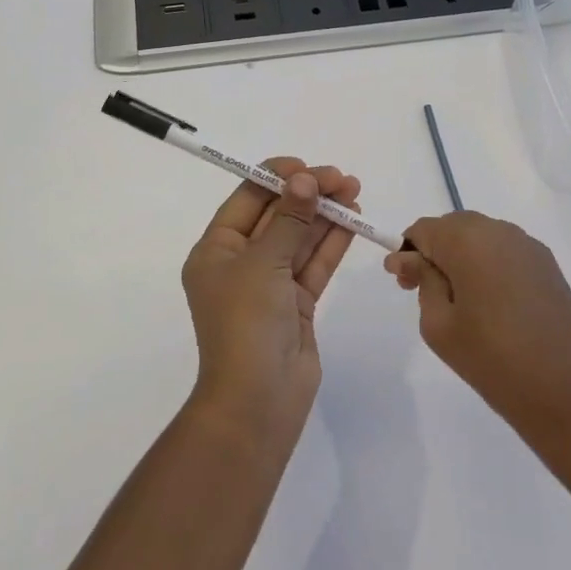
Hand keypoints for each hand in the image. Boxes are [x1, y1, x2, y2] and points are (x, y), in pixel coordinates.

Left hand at [181, 159, 361, 445]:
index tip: (307, 166)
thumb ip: (289, 219)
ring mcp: (270, 285)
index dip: (276, 178)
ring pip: (300, 238)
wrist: (257, 403)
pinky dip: (332, 242)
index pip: (247, 199)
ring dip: (325, 215)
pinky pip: (314, 264)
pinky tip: (352, 221)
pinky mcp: (296, 304)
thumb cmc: (246, 323)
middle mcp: (241, 263)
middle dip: (308, 194)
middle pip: (277, 216)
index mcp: (216, 250)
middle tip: (343, 178)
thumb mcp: (263, 263)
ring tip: (354, 191)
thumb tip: (304, 179)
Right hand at [385, 212, 570, 450]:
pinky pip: (505, 251)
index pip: (424, 229)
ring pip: (480, 237)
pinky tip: (492, 303)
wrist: (569, 395)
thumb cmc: (493, 361)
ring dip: (462, 258)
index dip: (409, 253)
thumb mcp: (440, 325)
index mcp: (468, 240)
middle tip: (425, 293)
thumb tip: (407, 257)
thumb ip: (422, 281)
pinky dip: (489, 265)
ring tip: (460, 302)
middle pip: (453, 228)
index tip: (404, 285)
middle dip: (435, 253)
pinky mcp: (548, 264)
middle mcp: (499, 230)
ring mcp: (528, 246)